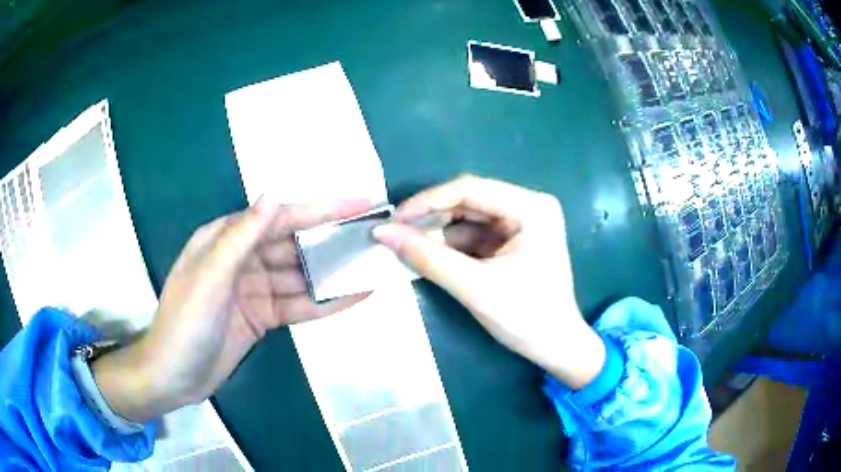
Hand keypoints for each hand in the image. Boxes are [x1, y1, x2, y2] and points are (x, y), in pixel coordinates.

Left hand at [93, 198, 371, 421]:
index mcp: (226, 239)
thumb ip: (241, 236)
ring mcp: (254, 290)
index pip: (280, 217)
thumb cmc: (185, 323)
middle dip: (331, 241)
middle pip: (294, 245)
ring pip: (299, 277)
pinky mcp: (262, 317)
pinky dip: (323, 303)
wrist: (174, 376)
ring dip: (332, 274)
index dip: (322, 209)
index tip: (360, 204)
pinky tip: (352, 297)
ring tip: (370, 268)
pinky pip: (297, 306)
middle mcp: (242, 259)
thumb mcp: (210, 277)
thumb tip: (275, 195)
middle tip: (372, 238)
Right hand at [373, 175, 603, 389]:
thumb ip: (427, 257)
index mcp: (531, 208)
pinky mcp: (515, 239)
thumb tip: (382, 232)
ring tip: (406, 245)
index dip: (427, 201)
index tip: (393, 219)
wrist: (555, 347)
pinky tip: (430, 255)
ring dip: (439, 232)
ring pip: (469, 218)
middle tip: (395, 232)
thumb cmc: (526, 317)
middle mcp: (529, 206)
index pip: (469, 189)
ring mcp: (523, 222)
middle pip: (469, 201)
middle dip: (431, 217)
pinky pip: (475, 234)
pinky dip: (452, 245)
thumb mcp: (474, 287)